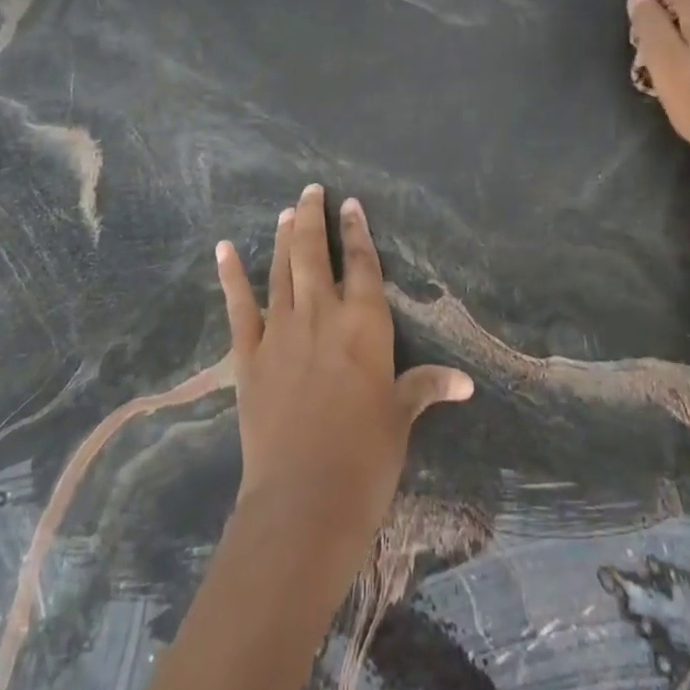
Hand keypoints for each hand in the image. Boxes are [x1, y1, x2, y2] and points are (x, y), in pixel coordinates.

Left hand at [215, 185, 473, 555]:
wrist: (304, 498)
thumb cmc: (365, 456)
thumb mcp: (400, 417)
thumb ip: (426, 387)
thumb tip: (465, 382)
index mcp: (364, 324)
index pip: (362, 263)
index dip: (356, 231)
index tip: (351, 204)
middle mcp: (322, 314)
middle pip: (313, 253)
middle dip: (312, 218)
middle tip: (311, 191)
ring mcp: (281, 330)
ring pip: (280, 269)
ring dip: (281, 237)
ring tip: (284, 211)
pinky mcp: (249, 354)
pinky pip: (238, 306)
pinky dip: (230, 275)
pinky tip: (223, 249)